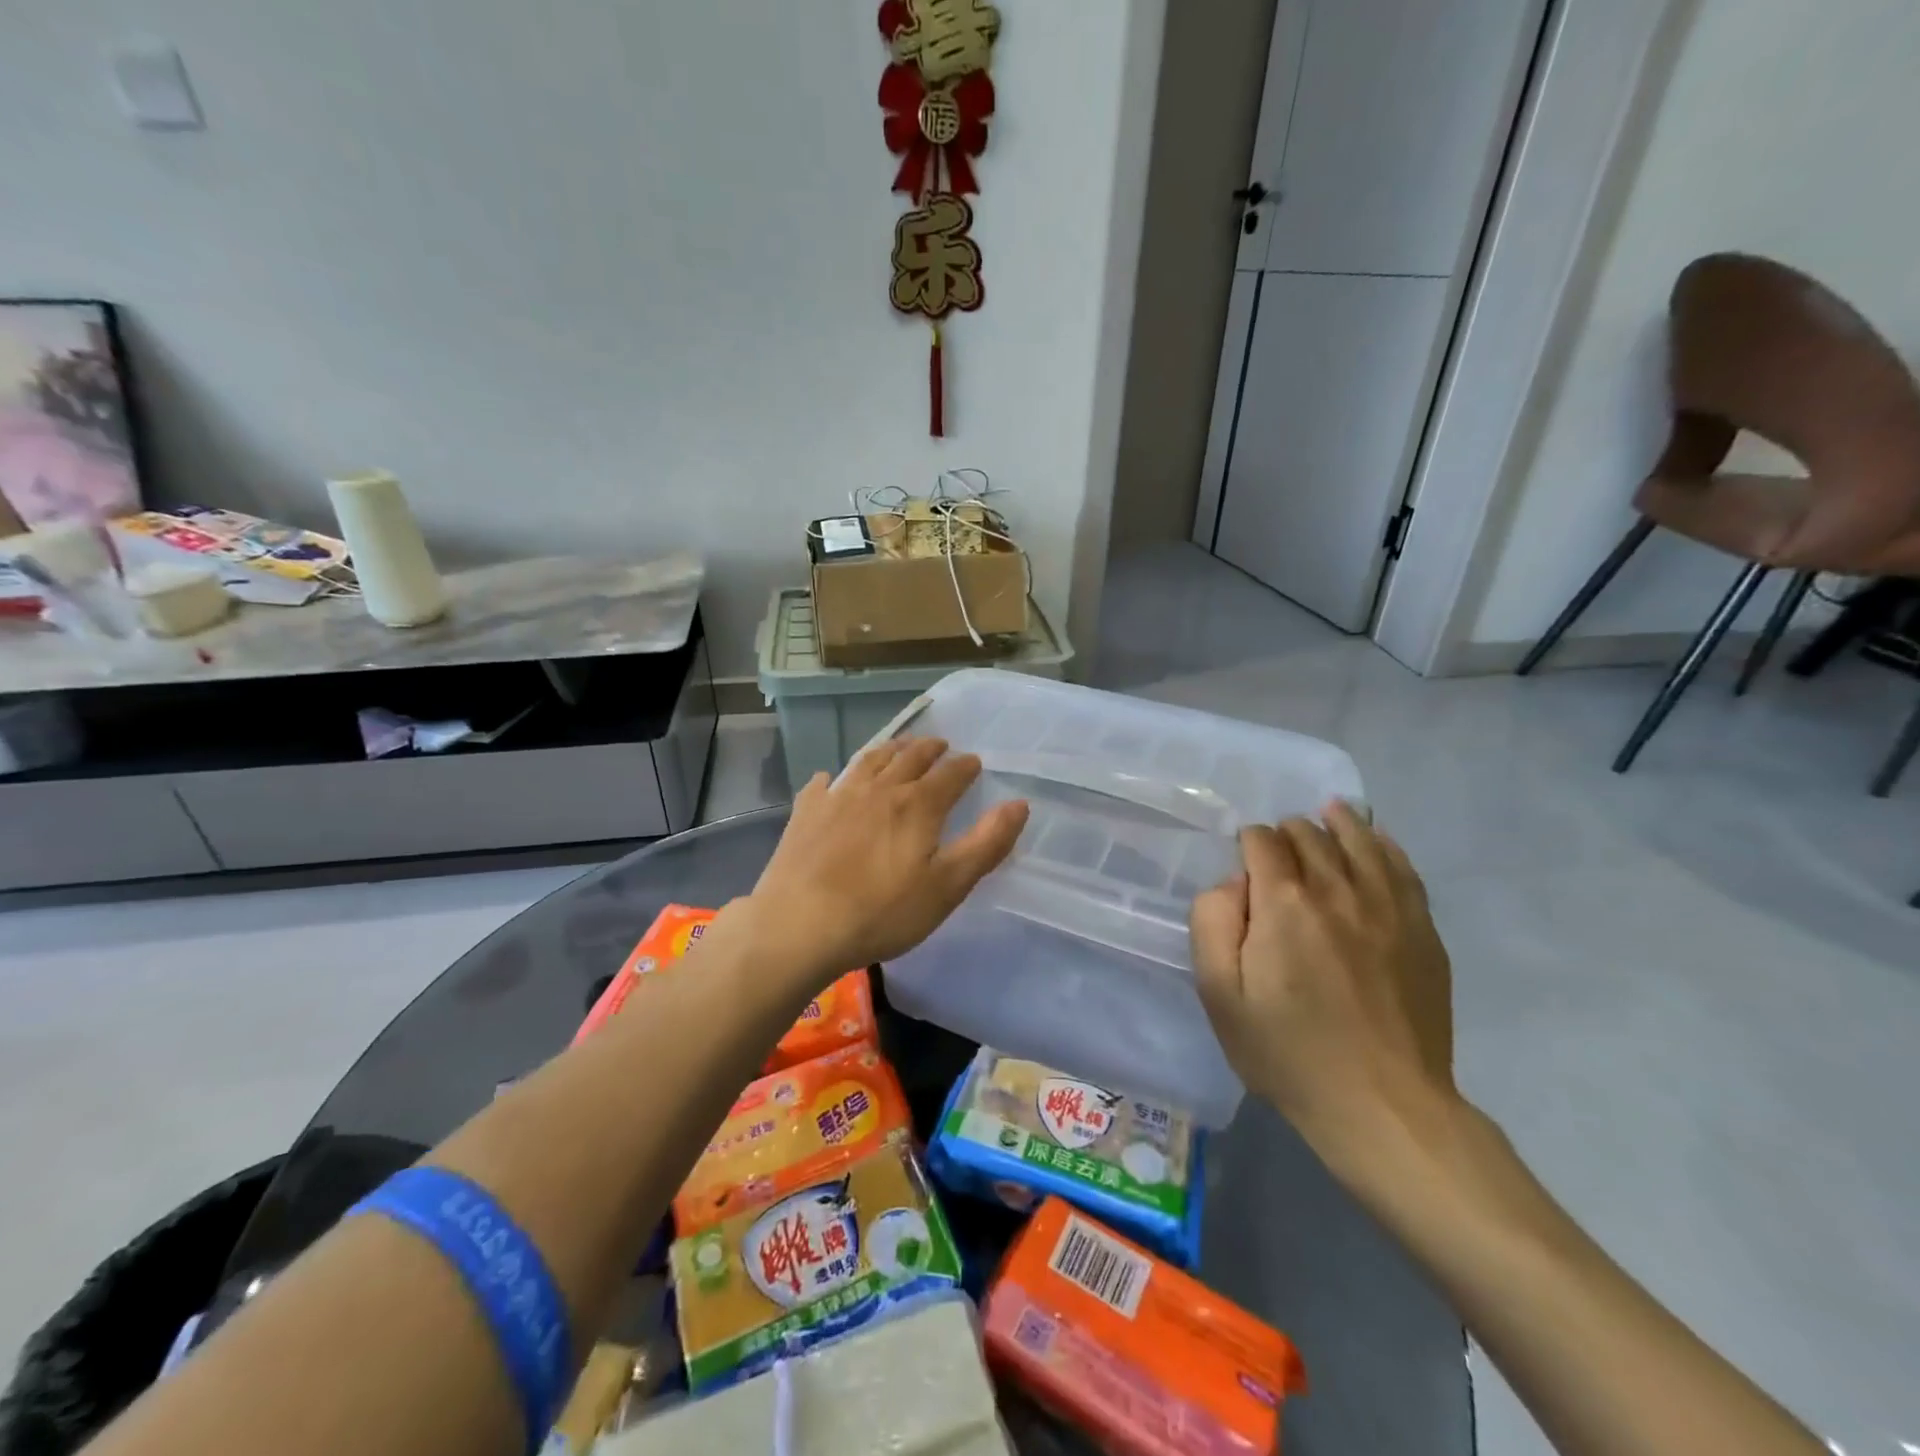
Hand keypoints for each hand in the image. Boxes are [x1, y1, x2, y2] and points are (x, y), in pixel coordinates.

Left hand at [742, 737, 1029, 981]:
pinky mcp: (806, 813)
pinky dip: (835, 777)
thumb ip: (987, 843)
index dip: (965, 766)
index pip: (950, 774)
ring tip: (899, 747)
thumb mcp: (948, 886)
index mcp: (918, 805)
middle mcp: (879, 789)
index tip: (973, 763)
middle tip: (940, 745)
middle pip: (909, 758)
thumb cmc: (883, 912)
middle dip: (929, 749)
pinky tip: (832, 780)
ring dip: (889, 750)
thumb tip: (1019, 804)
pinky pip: (824, 784)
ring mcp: (838, 797)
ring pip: (869, 761)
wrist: (800, 925)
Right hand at [1191, 802, 1455, 1163]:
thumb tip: (1233, 882)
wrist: (1384, 1107)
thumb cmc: (1288, 1052)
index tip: (1243, 865)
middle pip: (1309, 834)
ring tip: (1327, 814)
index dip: (1247, 843)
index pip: (1262, 840)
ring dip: (1337, 823)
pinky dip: (1384, 845)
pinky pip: (1403, 868)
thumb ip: (1212, 922)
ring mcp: (1388, 907)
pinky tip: (1375, 840)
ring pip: (1360, 839)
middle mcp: (1337, 889)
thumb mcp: (1220, 994)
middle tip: (1277, 854)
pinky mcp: (1422, 929)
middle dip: (1287, 833)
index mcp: (1284, 902)